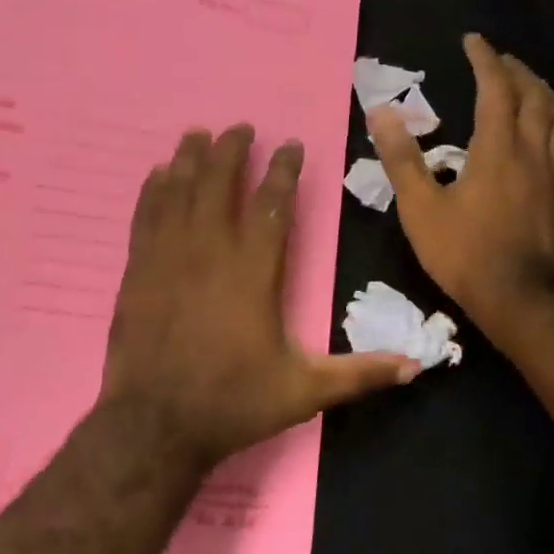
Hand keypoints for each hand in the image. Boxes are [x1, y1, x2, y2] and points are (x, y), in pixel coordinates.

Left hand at [101, 125, 419, 468]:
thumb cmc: (233, 403)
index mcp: (254, 272)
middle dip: (232, 150)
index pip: (272, 205)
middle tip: (240, 127)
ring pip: (179, 192)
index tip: (291, 145)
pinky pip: (145, 217)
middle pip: (219, 183)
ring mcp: (168, 258)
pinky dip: (151, 191)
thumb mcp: (305, 391)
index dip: (284, 171)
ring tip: (197, 134)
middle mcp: (210, 252)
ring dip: (189, 159)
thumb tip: (417, 366)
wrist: (156, 426)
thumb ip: (359, 374)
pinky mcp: (136, 271)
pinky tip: (156, 174)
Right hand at [368, 33, 553, 333]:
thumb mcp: (420, 208)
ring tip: (529, 85)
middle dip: (518, 71)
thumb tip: (380, 113)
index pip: (496, 89)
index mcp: (497, 149)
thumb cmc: (464, 253)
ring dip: (543, 94)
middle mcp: (532, 153)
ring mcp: (553, 176)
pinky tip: (549, 135)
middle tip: (500, 59)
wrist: (518, 299)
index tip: (473, 40)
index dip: (486, 60)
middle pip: (535, 97)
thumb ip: (401, 158)